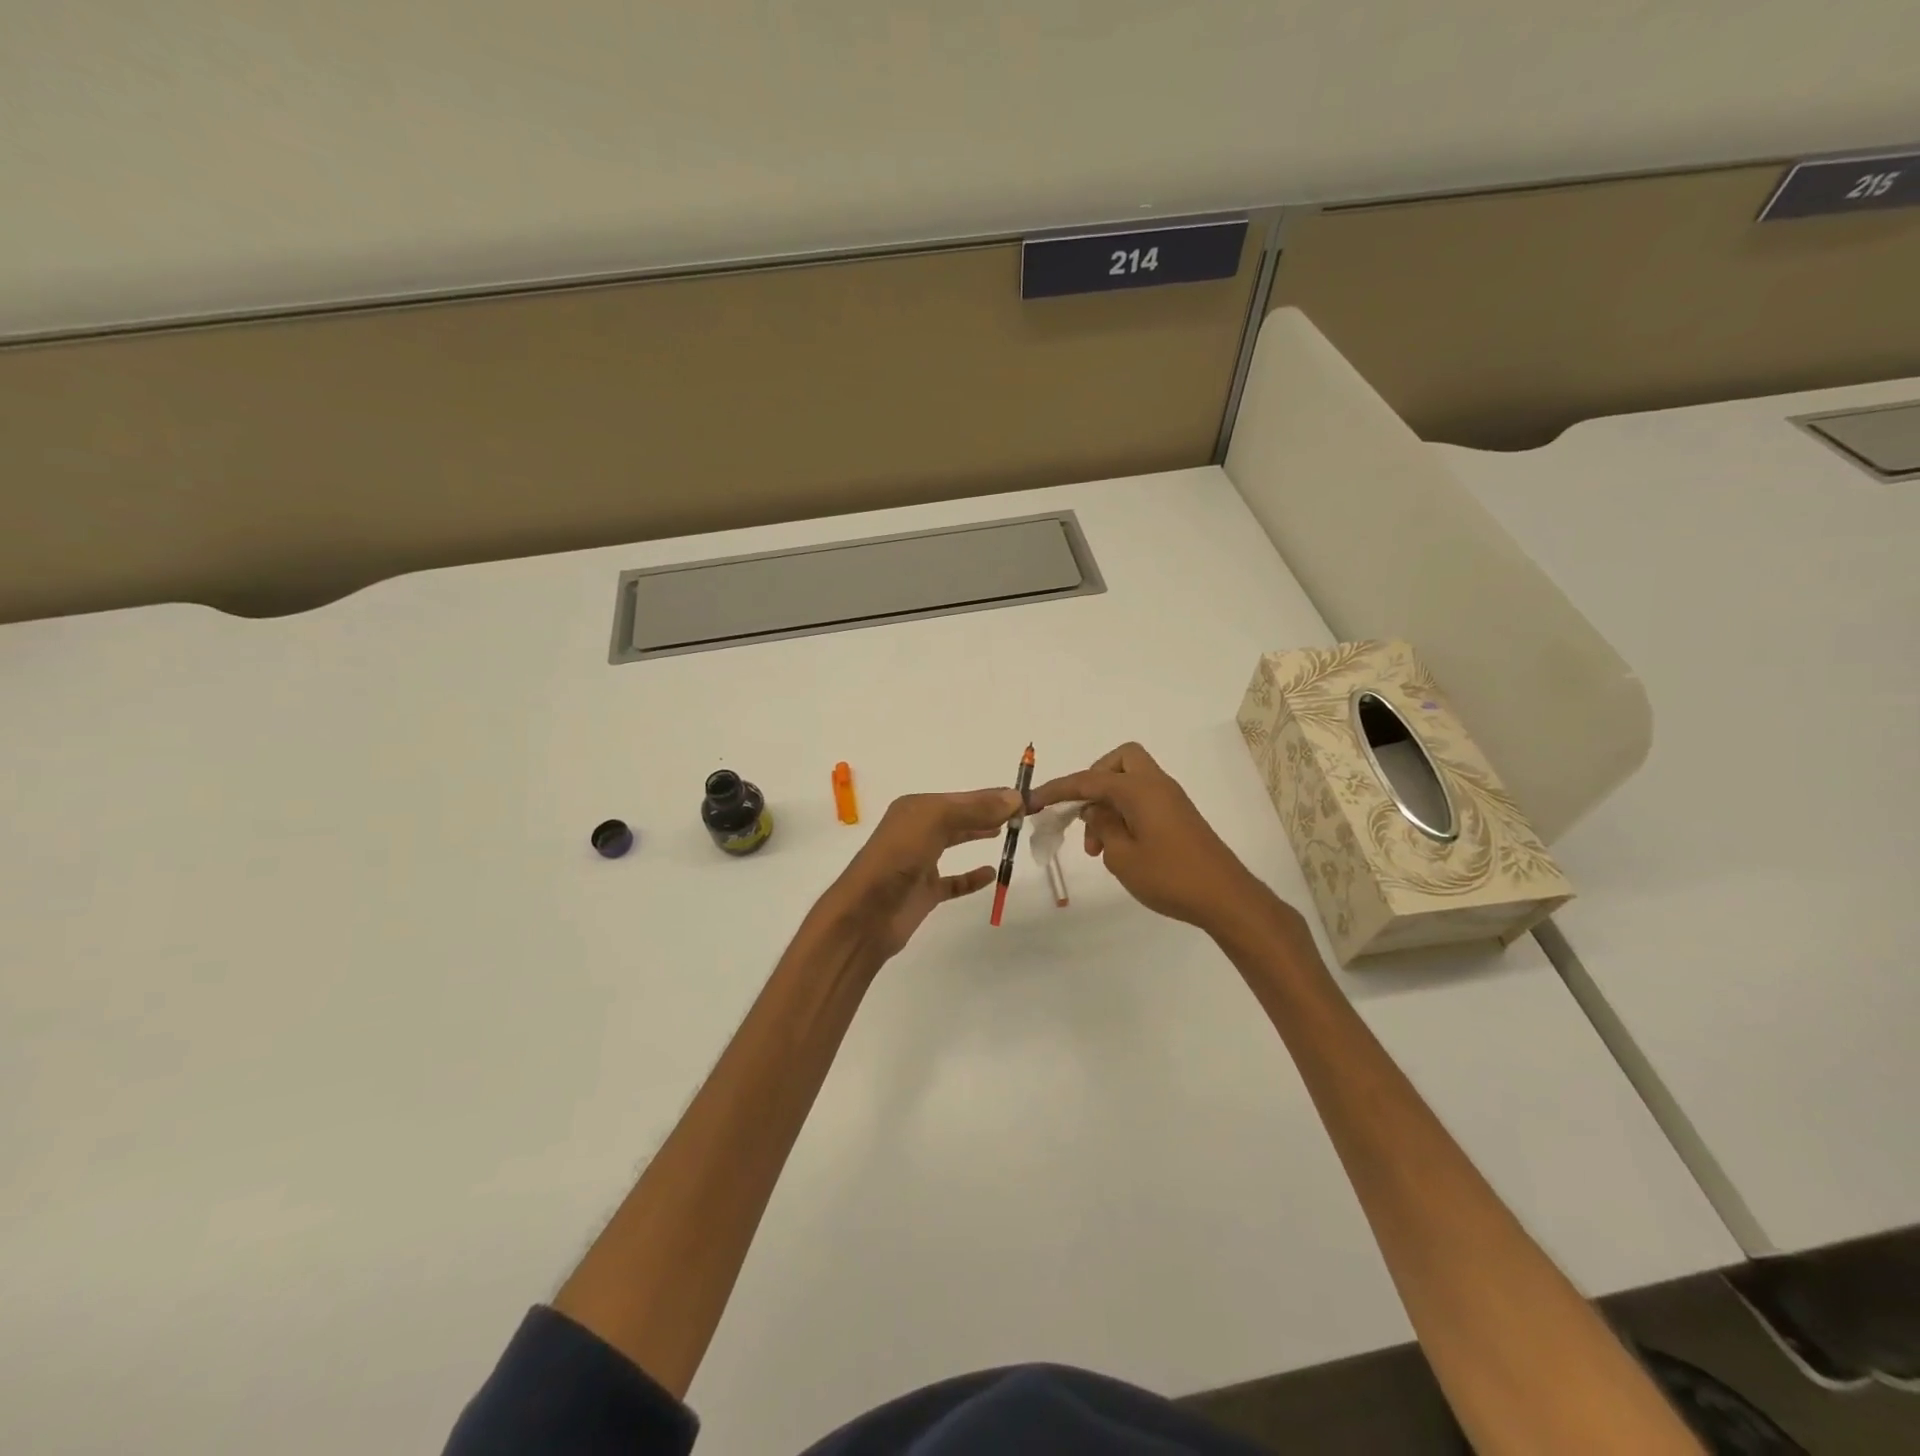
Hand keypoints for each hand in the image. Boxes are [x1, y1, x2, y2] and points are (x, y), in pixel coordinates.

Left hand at [819, 789, 1020, 961]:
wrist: (866, 914)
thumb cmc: (897, 858)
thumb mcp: (935, 821)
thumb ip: (974, 808)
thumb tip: (1014, 797)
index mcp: (916, 808)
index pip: (963, 797)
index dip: (992, 796)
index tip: (1025, 798)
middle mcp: (916, 830)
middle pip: (959, 816)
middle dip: (988, 812)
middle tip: (1022, 814)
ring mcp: (920, 862)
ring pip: (955, 842)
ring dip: (978, 834)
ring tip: (1007, 831)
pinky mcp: (925, 892)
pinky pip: (954, 881)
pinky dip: (972, 877)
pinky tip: (991, 873)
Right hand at [1028, 743, 1272, 932]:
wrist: (1226, 898)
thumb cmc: (1170, 877)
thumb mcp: (1122, 856)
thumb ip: (1102, 827)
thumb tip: (1095, 810)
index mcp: (1139, 789)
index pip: (1089, 779)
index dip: (1058, 789)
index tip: (1033, 801)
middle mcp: (1156, 785)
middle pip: (1120, 760)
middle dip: (1094, 779)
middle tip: (1083, 812)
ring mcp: (1170, 800)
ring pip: (1131, 781)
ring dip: (1107, 803)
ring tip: (1095, 847)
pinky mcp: (1178, 816)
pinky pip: (1143, 799)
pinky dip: (1124, 812)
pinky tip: (1117, 848)